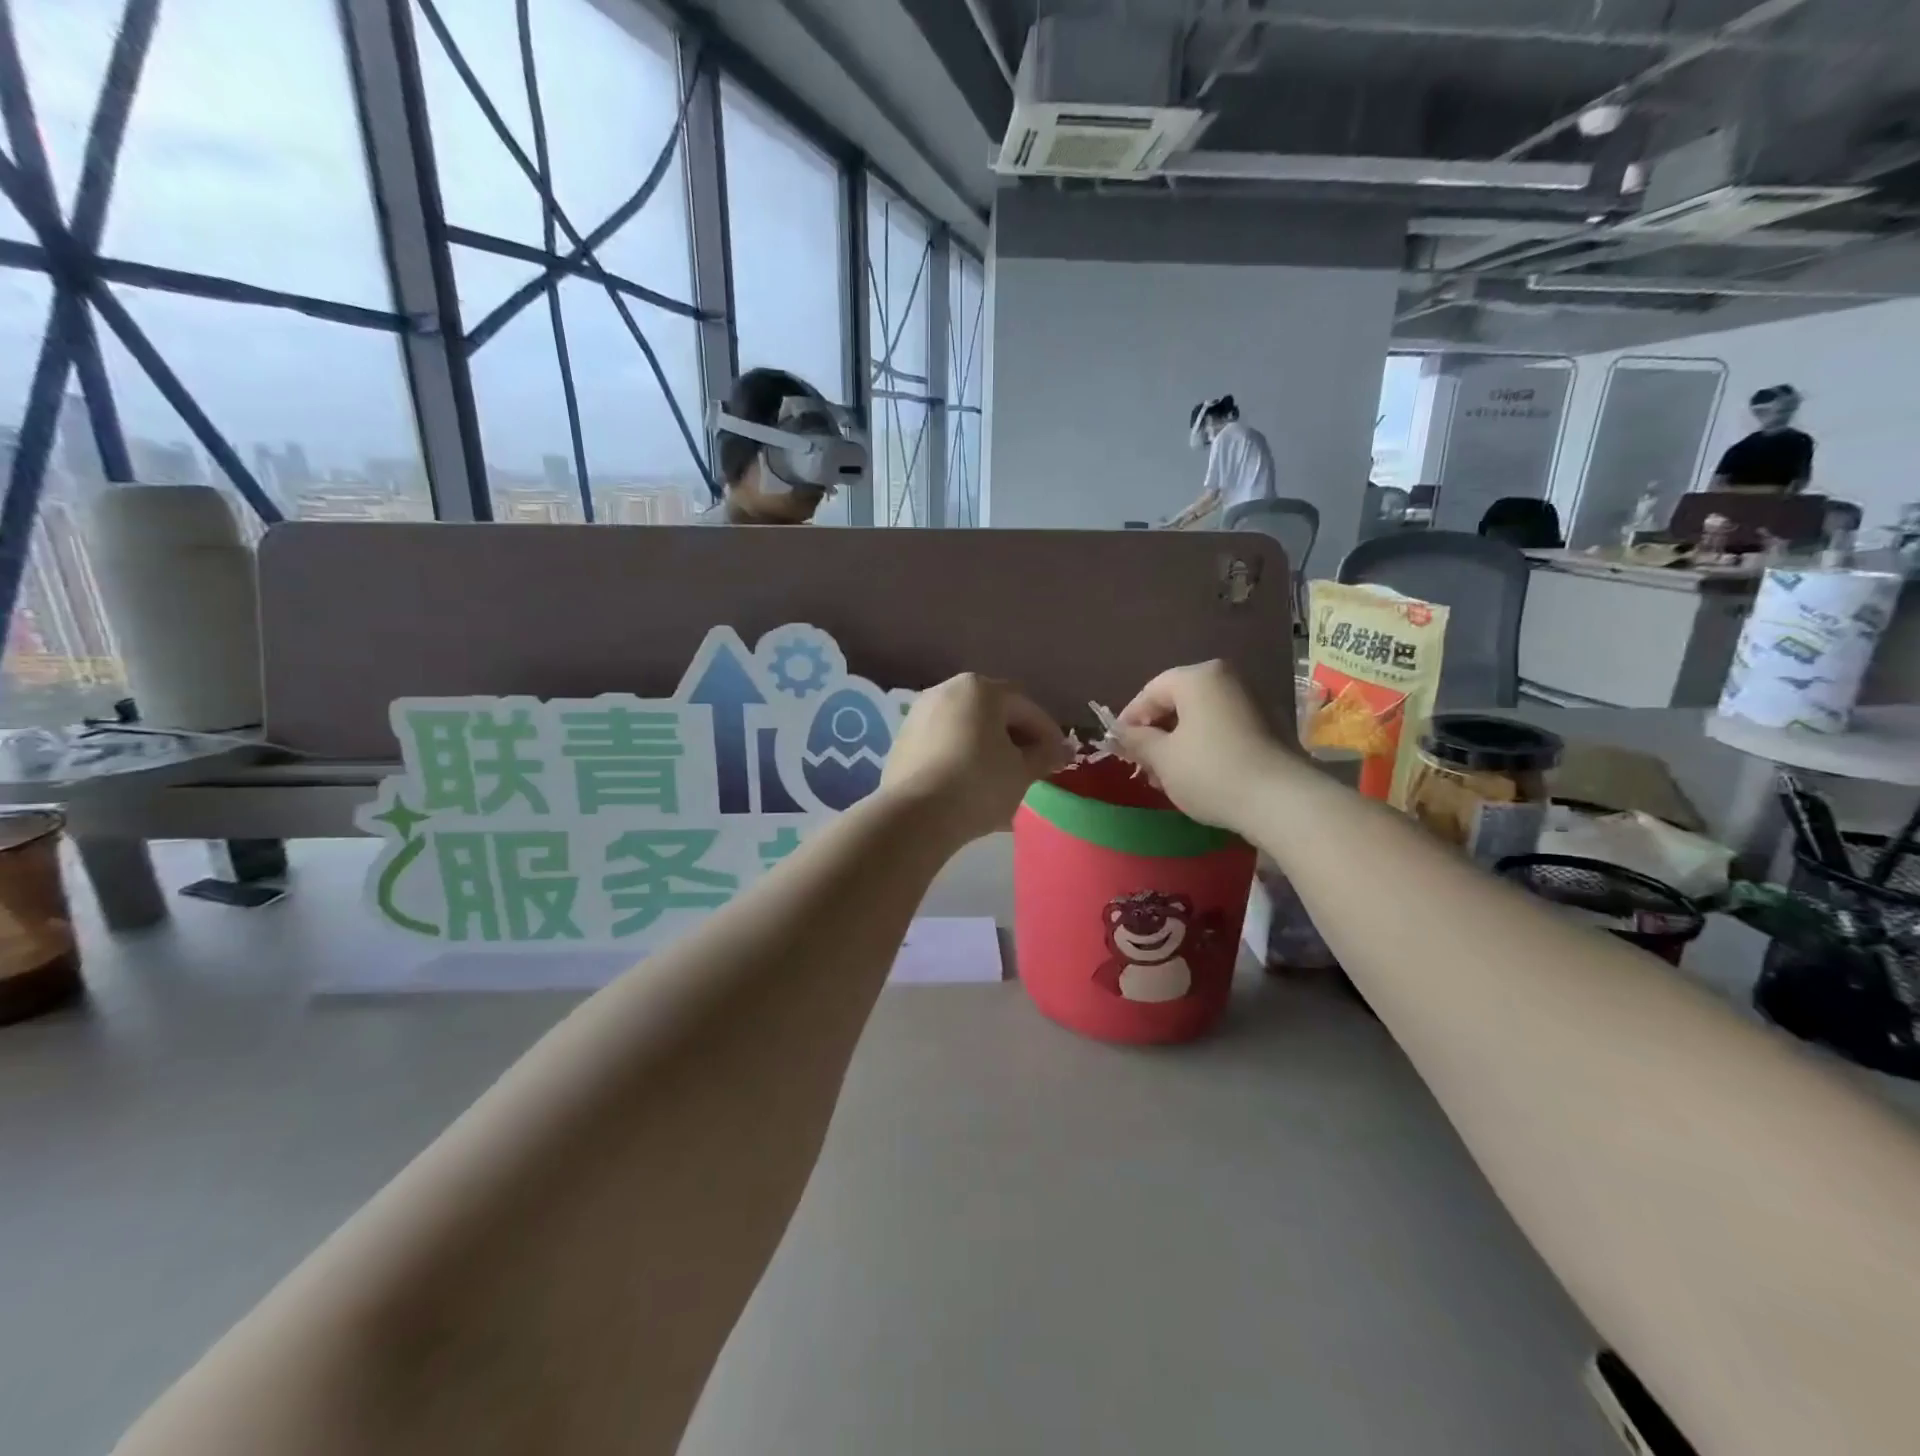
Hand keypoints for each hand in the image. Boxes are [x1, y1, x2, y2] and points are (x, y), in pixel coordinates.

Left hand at [881, 674, 1071, 844]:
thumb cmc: (979, 784)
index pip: (1026, 707)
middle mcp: (946, 691)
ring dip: (988, 748)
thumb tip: (1059, 751)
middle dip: (1016, 738)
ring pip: (966, 728)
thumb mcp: (1022, 772)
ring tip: (1003, 778)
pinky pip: (944, 743)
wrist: (915, 815)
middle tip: (1033, 767)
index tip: (1060, 759)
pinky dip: (962, 756)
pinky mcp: (903, 741)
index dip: (1048, 733)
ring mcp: (920, 714)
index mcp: (980, 689)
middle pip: (993, 712)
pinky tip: (972, 784)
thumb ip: (1045, 756)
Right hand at [1112, 660, 1291, 832]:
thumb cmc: (1211, 772)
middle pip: (1178, 701)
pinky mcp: (1269, 725)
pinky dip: (1204, 745)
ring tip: (1166, 775)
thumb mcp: (1163, 758)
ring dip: (1178, 742)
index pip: (1151, 690)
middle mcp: (1228, 678)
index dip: (1130, 718)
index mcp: (1199, 677)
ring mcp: (1252, 700)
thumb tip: (1120, 734)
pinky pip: (1223, 727)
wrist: (1281, 801)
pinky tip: (1196, 775)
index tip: (1118, 746)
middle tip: (1142, 763)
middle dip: (1156, 732)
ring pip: (1201, 717)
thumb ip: (1136, 741)